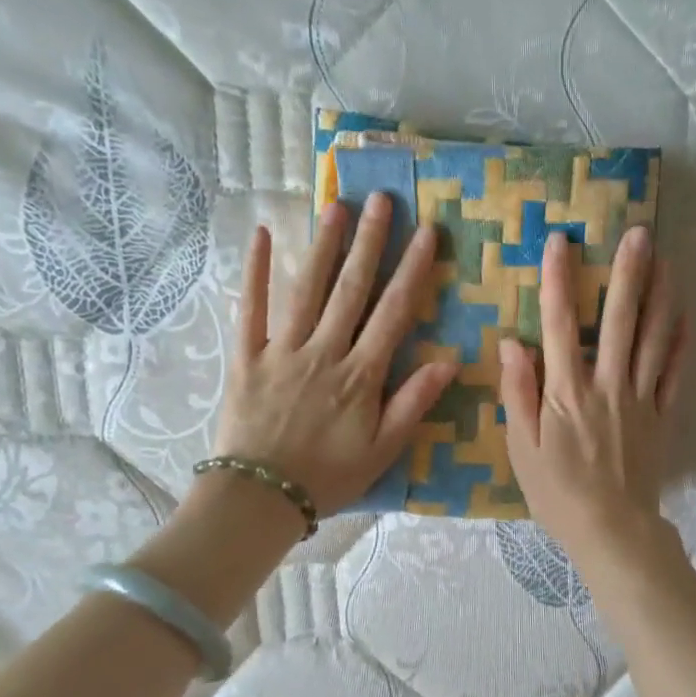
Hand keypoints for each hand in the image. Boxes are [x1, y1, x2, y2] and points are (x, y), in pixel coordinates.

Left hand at [213, 193, 456, 515]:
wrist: (261, 496)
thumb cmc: (330, 476)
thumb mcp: (384, 449)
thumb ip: (413, 403)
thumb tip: (448, 361)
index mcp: (361, 374)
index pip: (394, 313)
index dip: (413, 271)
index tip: (427, 234)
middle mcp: (324, 351)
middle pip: (352, 289)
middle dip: (371, 243)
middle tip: (383, 199)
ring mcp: (282, 350)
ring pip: (307, 289)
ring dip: (325, 246)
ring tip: (338, 206)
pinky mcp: (247, 357)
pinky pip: (250, 309)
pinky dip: (255, 272)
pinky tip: (263, 235)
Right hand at [499, 226, 687, 564]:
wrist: (611, 530)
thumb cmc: (557, 494)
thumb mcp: (521, 449)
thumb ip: (518, 393)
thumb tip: (513, 343)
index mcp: (566, 392)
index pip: (559, 325)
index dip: (559, 281)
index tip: (561, 241)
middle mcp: (607, 386)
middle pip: (619, 321)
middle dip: (628, 274)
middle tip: (639, 233)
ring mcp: (640, 400)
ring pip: (653, 340)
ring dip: (661, 298)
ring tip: (668, 261)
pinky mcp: (662, 417)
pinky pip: (675, 375)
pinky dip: (681, 344)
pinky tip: (686, 317)